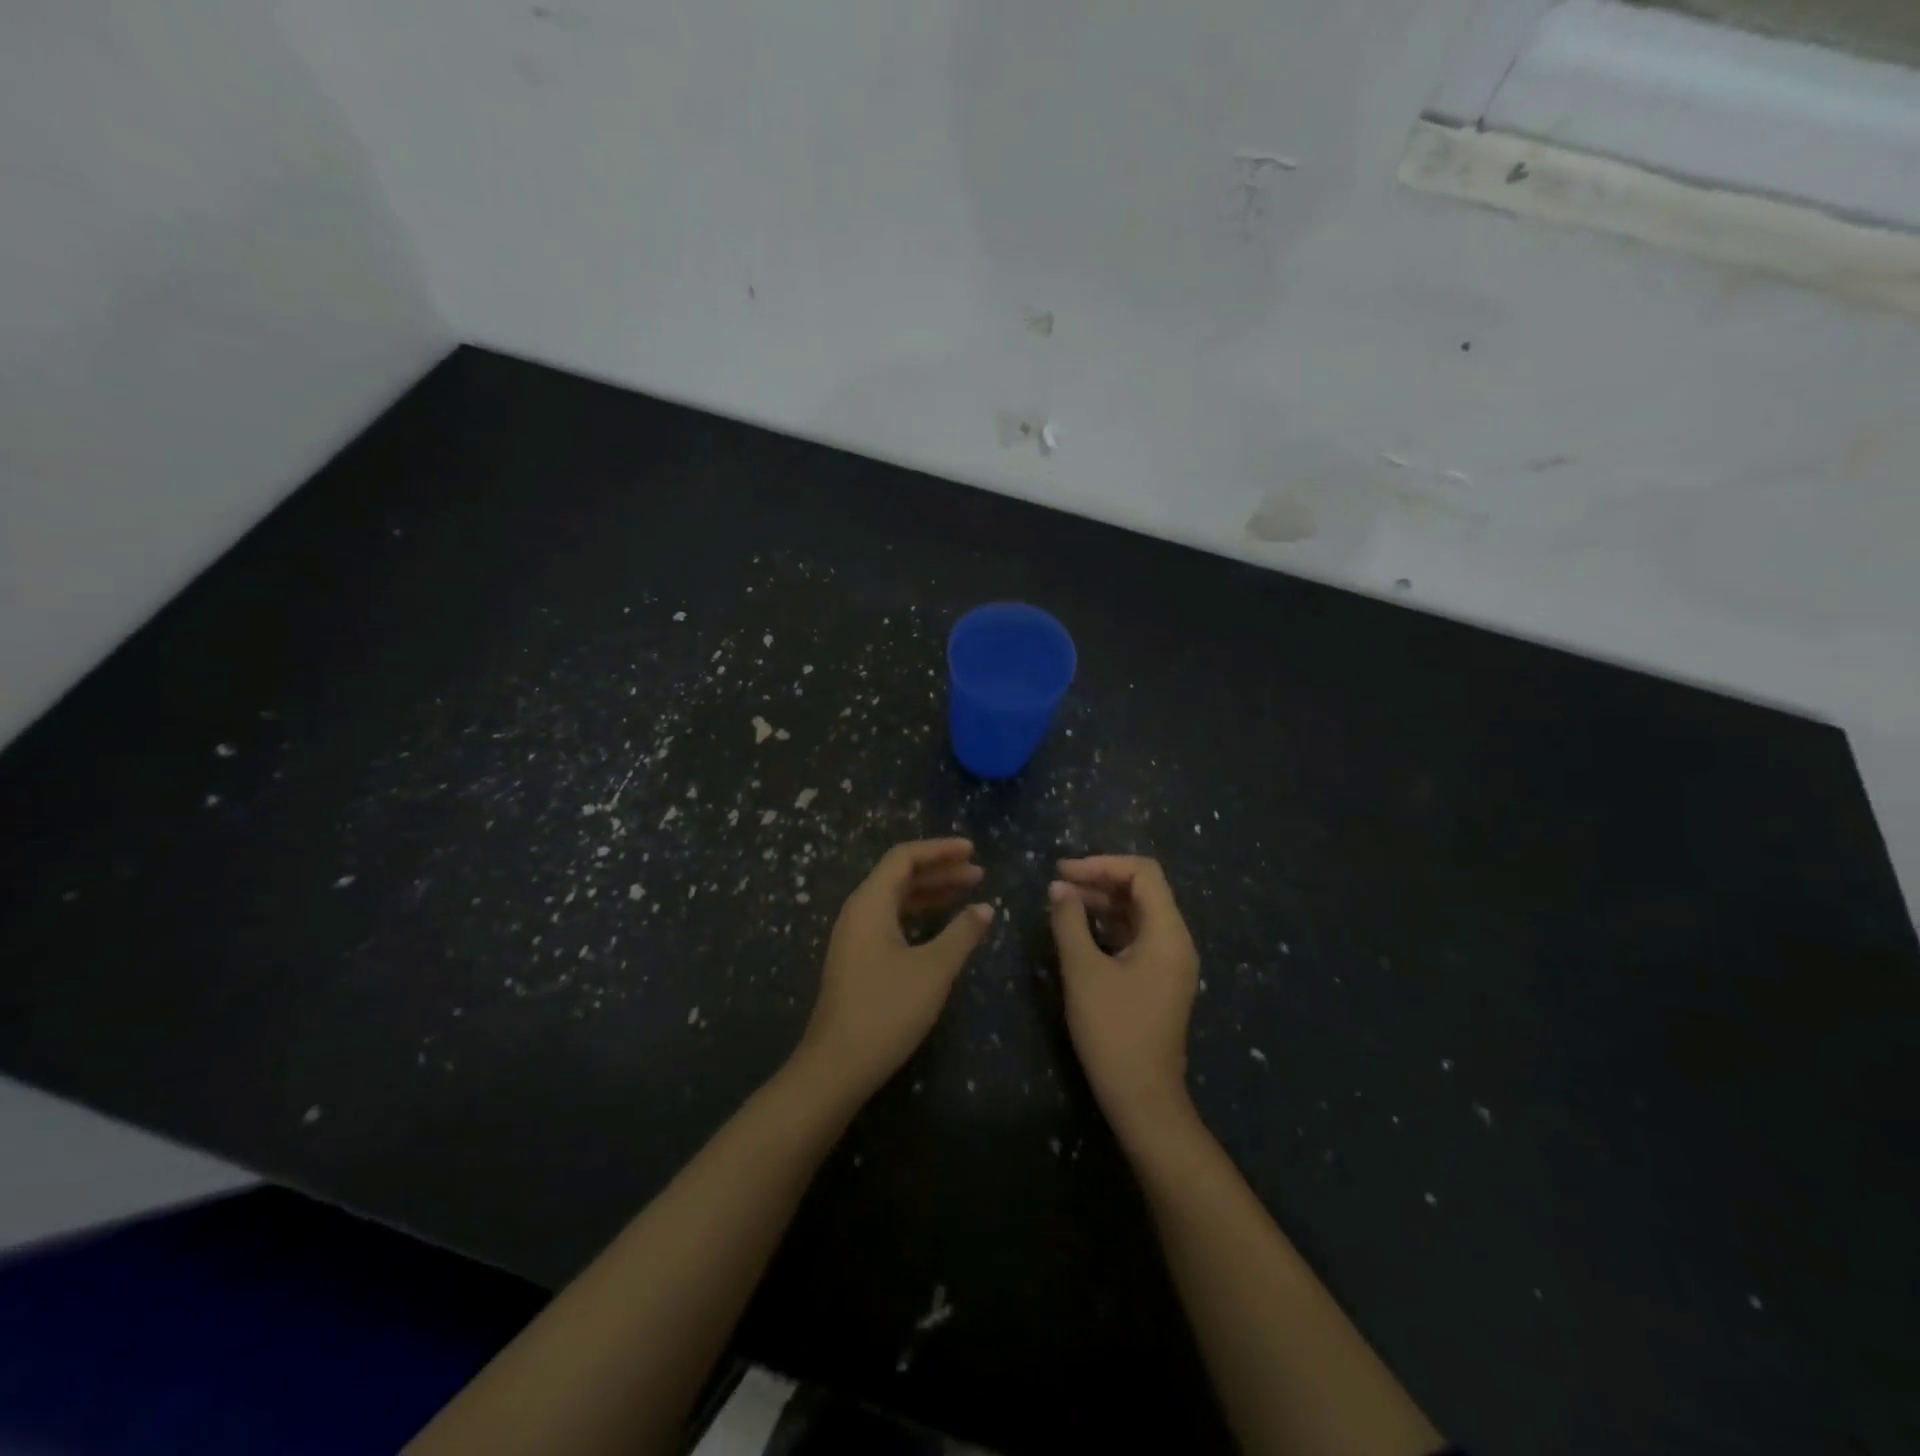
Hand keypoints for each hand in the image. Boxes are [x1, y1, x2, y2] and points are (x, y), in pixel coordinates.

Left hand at [794, 838, 992, 1100]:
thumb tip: (985, 908)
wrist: (837, 1065)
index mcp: (870, 902)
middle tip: (978, 873)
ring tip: (968, 893)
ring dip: (931, 893)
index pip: (904, 857)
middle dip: (940, 870)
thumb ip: (962, 933)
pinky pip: (892, 920)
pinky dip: (920, 915)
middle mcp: (858, 911)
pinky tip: (942, 926)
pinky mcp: (857, 958)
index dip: (940, 850)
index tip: (973, 850)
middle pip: (900, 875)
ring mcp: (855, 936)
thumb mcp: (933, 969)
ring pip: (897, 899)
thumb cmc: (887, 1010)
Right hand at [1048, 856, 1200, 1126]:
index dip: (1102, 864)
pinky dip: (1108, 925)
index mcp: (1168, 933)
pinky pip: (1136, 936)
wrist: (1141, 1097)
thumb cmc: (1113, 1030)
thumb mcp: (1083, 971)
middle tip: (1058, 884)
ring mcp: (1169, 961)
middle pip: (1142, 890)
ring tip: (1062, 903)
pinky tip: (1078, 930)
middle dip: (1100, 880)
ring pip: (1138, 913)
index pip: (1143, 873)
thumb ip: (1069, 922)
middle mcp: (1176, 940)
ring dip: (1102, 902)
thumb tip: (1058, 888)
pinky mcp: (1158, 979)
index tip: (1064, 871)